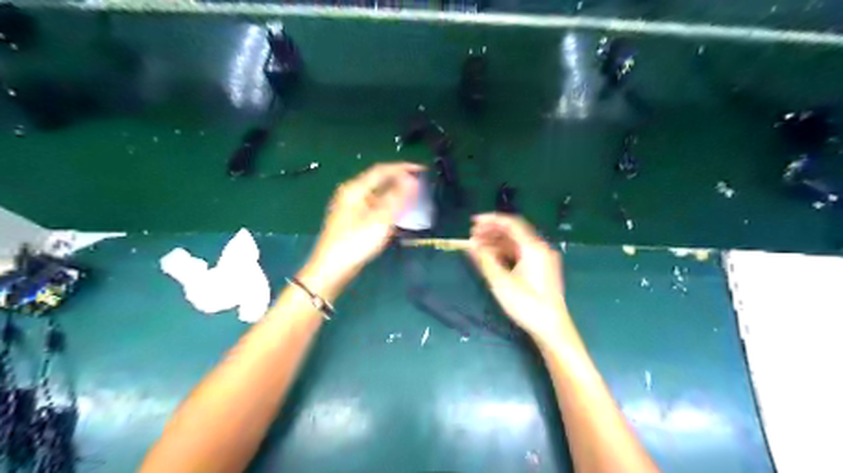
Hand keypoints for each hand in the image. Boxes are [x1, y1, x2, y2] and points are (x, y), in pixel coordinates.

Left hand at [301, 163, 423, 298]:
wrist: (332, 270)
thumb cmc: (355, 243)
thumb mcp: (379, 219)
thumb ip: (397, 197)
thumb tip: (411, 178)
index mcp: (355, 189)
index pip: (382, 170)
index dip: (403, 168)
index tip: (422, 169)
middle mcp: (351, 194)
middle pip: (379, 181)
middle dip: (400, 181)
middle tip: (420, 184)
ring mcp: (351, 207)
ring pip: (378, 195)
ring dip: (396, 195)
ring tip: (414, 198)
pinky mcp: (353, 220)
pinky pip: (375, 206)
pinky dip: (389, 207)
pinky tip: (398, 215)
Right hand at [468, 214, 572, 346]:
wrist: (551, 327)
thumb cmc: (526, 304)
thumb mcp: (500, 282)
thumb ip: (484, 259)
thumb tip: (470, 244)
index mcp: (533, 247)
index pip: (511, 223)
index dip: (490, 220)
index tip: (473, 222)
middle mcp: (540, 248)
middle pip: (514, 232)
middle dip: (492, 232)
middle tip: (472, 236)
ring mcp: (543, 258)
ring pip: (517, 243)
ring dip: (497, 242)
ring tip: (478, 247)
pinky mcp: (542, 268)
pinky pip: (521, 253)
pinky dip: (506, 252)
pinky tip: (492, 258)